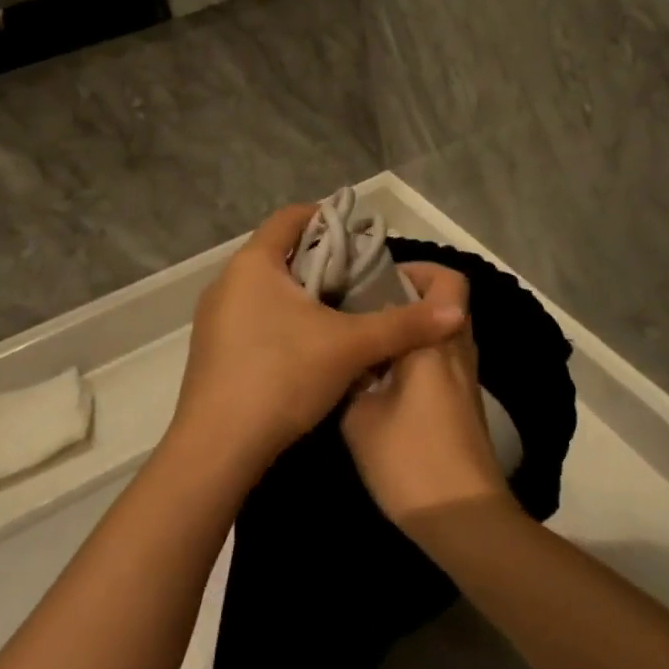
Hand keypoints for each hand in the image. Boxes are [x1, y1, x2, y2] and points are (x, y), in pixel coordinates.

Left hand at [168, 206, 466, 484]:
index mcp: (254, 263)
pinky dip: (284, 320)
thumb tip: (456, 310)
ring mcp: (215, 318)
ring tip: (344, 312)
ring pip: (268, 289)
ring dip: (304, 294)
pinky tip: (311, 348)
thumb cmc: (281, 376)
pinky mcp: (212, 350)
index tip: (361, 235)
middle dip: (323, 261)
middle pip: (281, 253)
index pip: (291, 218)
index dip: (328, 218)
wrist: (216, 450)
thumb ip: (403, 325)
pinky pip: (254, 317)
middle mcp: (228, 281)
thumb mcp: (350, 347)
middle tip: (362, 278)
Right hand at [342, 262, 510, 530]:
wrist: (462, 518)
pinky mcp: (465, 404)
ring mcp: (466, 379)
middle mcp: (457, 351)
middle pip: (447, 304)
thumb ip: (352, 377)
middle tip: (367, 308)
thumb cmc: (409, 459)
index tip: (377, 282)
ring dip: (413, 329)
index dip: (416, 272)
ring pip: (444, 332)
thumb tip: (351, 359)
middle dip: (409, 298)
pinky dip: (418, 356)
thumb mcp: (359, 417)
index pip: (446, 283)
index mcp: (434, 343)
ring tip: (369, 342)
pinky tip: (383, 379)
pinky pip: (444, 359)